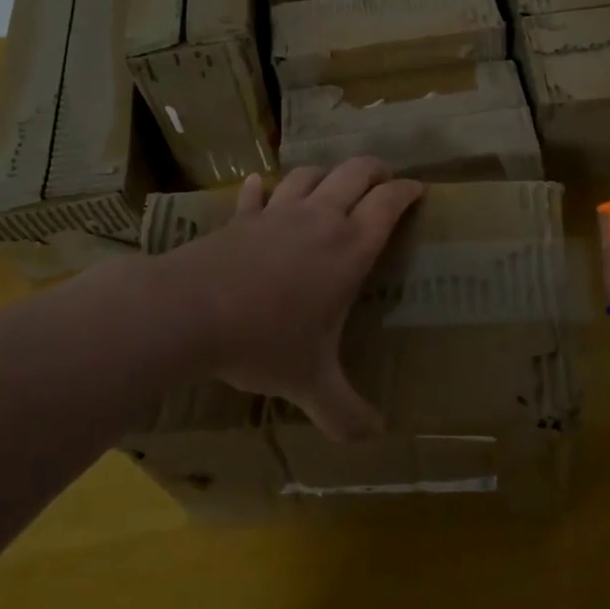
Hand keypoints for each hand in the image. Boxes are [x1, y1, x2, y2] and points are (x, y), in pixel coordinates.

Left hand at [161, 158, 423, 439]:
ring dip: (326, 174)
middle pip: (356, 172)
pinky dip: (263, 188)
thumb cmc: (264, 340)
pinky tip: (260, 188)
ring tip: (332, 185)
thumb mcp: (310, 383)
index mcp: (350, 247)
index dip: (408, 191)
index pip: (389, 203)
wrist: (189, 312)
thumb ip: (345, 412)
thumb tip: (374, 439)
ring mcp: (278, 213)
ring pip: (310, 174)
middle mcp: (321, 219)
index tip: (420, 190)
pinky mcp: (242, 218)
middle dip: (376, 169)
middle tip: (385, 179)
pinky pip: (257, 193)